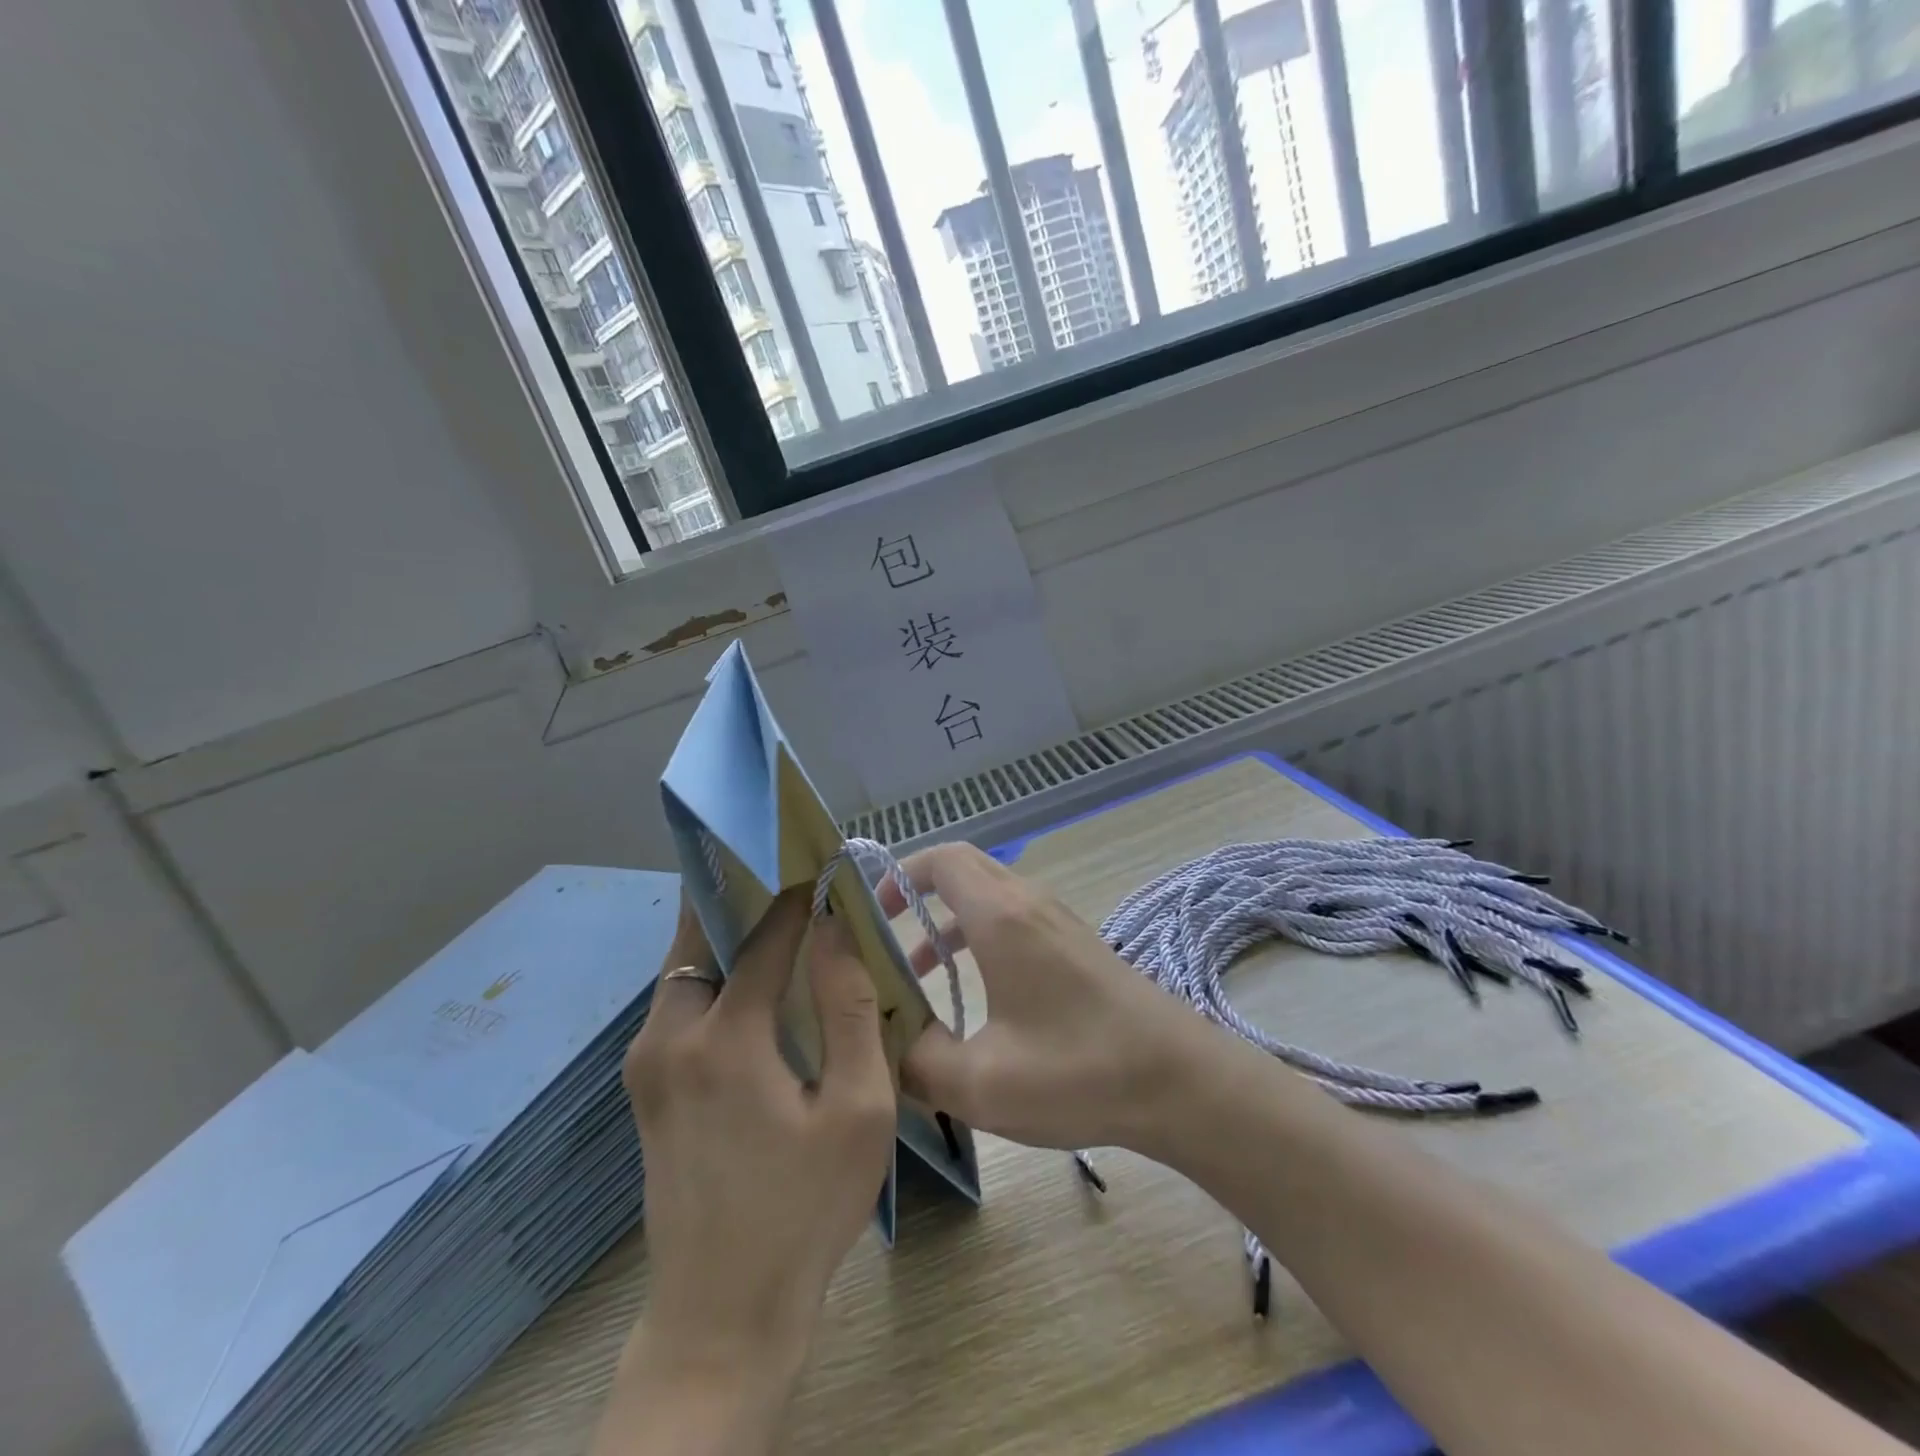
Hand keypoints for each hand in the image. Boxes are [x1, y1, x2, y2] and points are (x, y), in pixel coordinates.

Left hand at [621, 889, 896, 1374]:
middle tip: (784, 869)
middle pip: (698, 935)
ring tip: (775, 915)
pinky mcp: (645, 1088)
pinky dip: (710, 971)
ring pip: (682, 967)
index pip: (764, 936)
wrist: (722, 1315)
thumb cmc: (805, 1210)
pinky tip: (751, 979)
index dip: (797, 895)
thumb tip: (836, 927)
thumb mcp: (858, 1110)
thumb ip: (850, 1008)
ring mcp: (647, 1064)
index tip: (824, 864)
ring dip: (722, 932)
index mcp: (723, 1039)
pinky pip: (677, 1001)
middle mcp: (668, 1037)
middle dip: (738, 892)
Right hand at [880, 843, 1209, 1153]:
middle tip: (883, 934)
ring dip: (949, 920)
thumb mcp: (981, 1083)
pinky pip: (1014, 919)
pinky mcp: (1076, 945)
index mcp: (1002, 916)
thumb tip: (886, 1046)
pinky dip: (980, 936)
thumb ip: (917, 1064)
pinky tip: (975, 994)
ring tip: (917, 972)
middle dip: (918, 892)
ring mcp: (1058, 921)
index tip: (870, 911)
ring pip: (990, 896)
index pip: (942, 859)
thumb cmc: (1079, 1070)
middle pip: (965, 869)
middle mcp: (1029, 904)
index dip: (899, 874)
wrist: (1180, 1081)